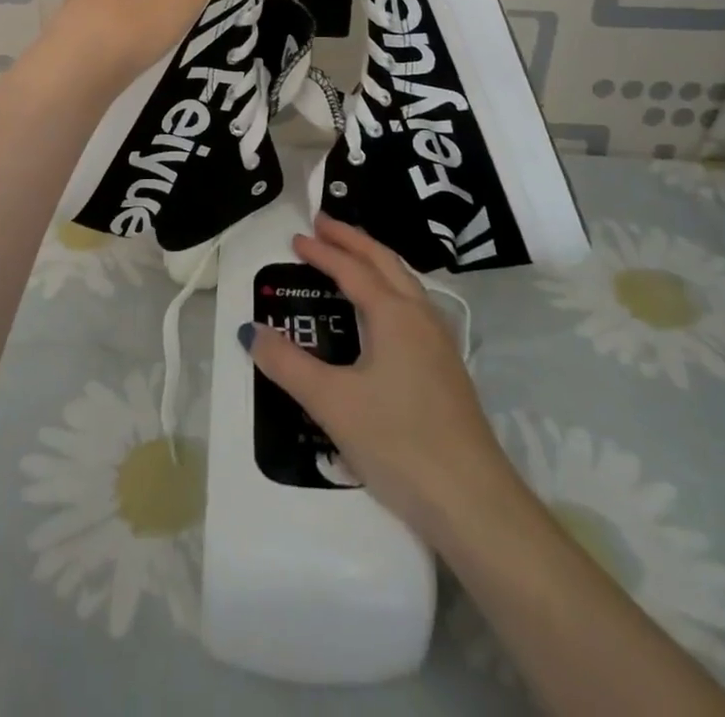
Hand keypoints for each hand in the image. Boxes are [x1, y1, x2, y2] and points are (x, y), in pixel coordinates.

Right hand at [246, 215, 523, 549]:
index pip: (352, 269)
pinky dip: (389, 288)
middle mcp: (420, 317)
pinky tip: (382, 313)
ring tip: (350, 256)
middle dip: (353, 239)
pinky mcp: (446, 369)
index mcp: (394, 314)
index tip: (296, 238)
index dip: (323, 251)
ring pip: (404, 283)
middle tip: (323, 223)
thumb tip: (251, 332)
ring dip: (374, 261)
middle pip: (385, 262)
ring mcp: (439, 343)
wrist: (473, 501)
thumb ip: (288, 365)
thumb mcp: (332, 403)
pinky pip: (412, 307)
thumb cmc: (399, 442)